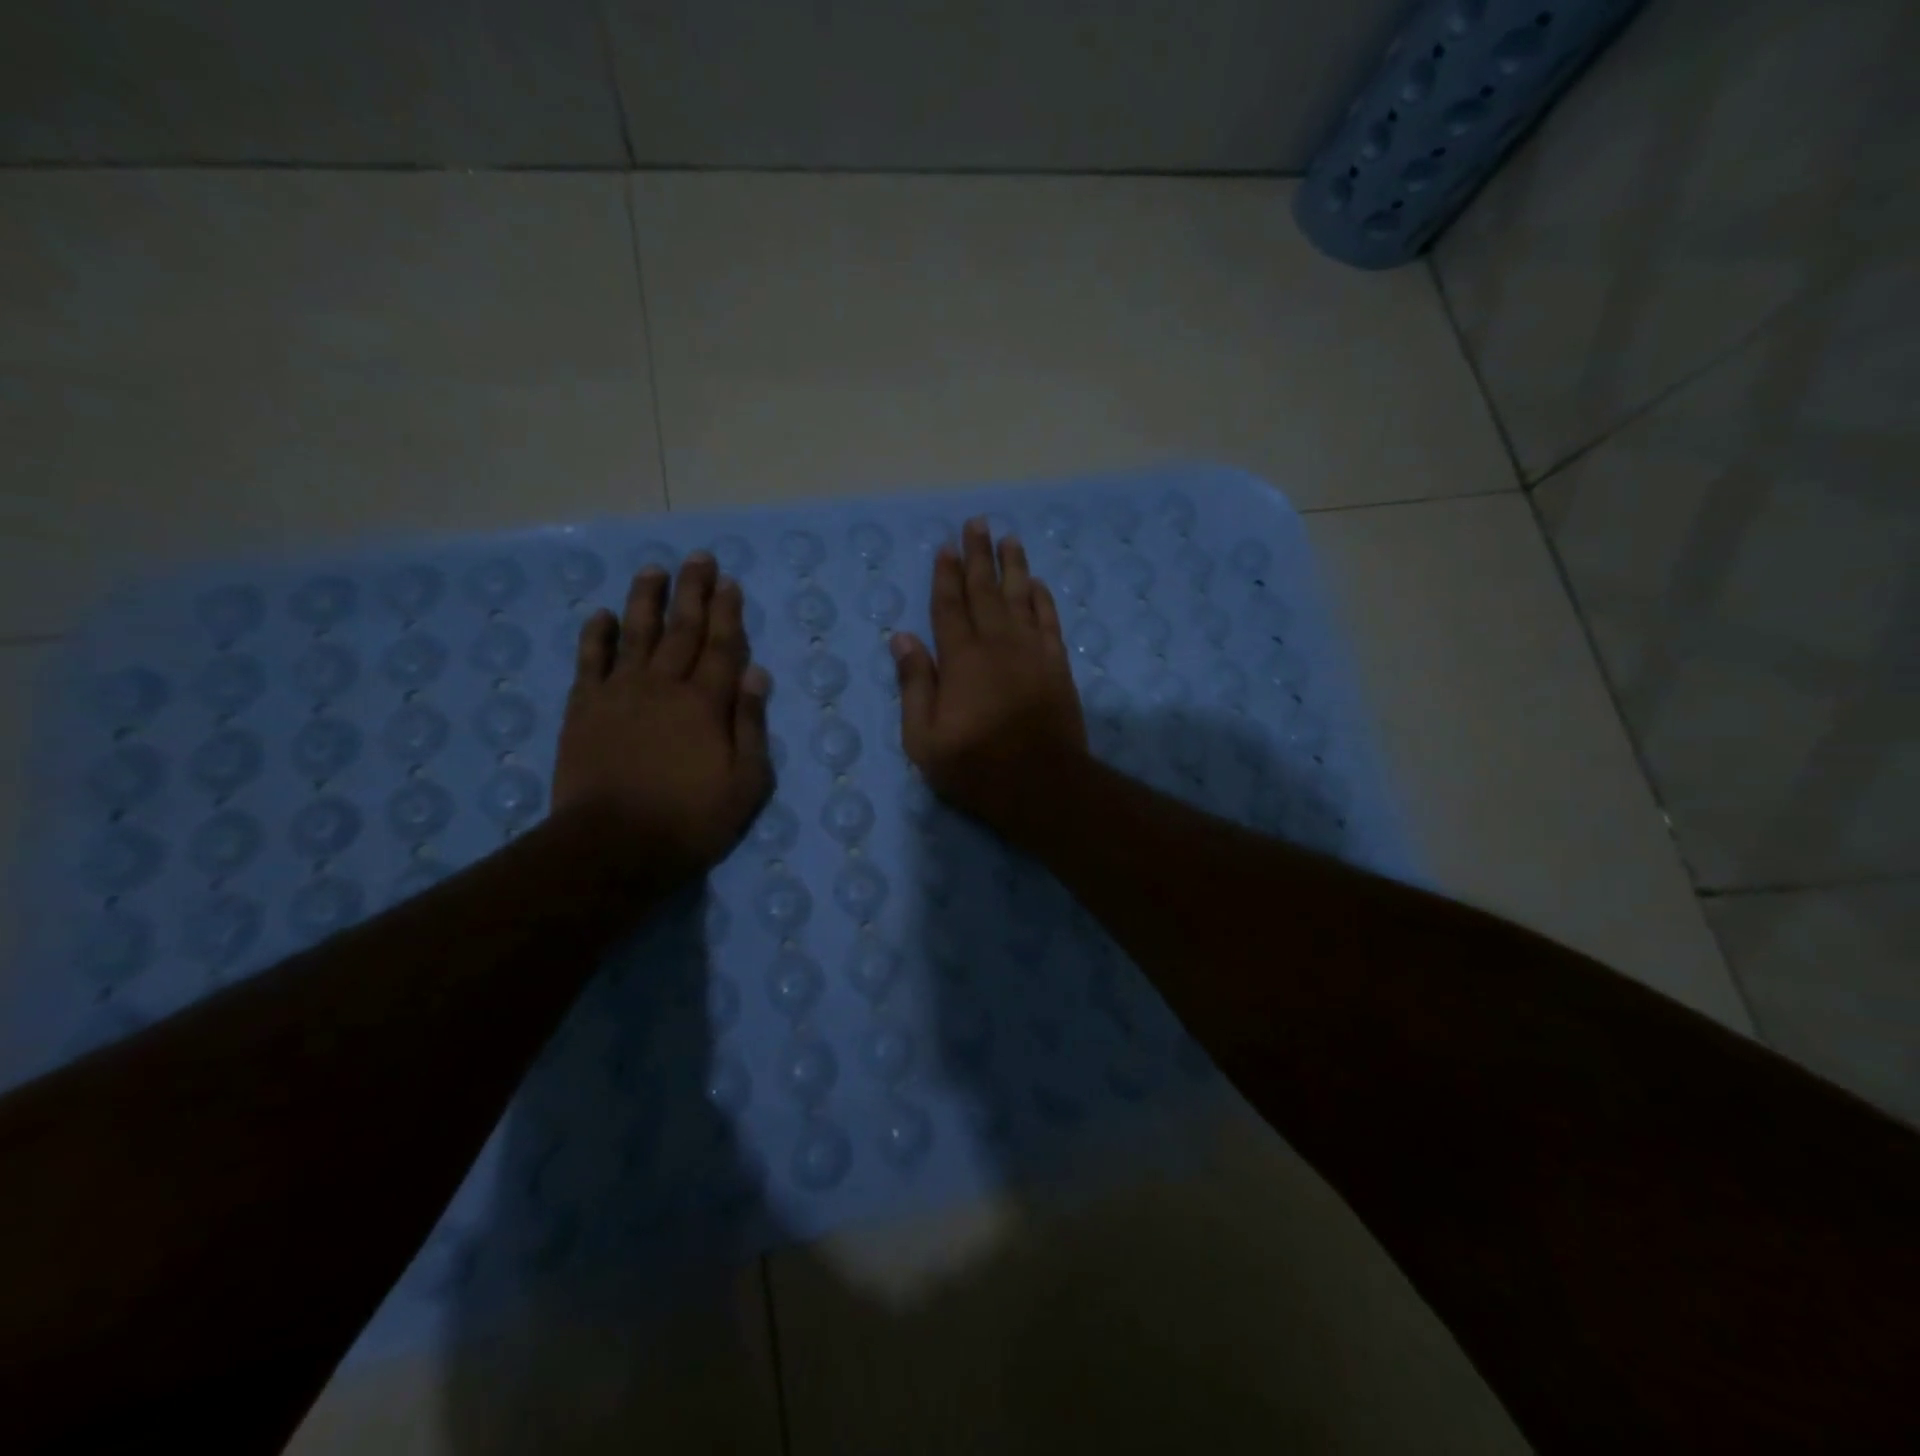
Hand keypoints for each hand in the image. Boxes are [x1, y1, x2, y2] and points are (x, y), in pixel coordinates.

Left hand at [554, 554, 773, 882]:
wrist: (613, 846)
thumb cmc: (690, 820)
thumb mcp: (745, 783)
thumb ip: (751, 725)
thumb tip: (757, 675)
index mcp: (706, 704)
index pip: (722, 647)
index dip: (728, 613)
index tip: (730, 583)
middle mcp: (664, 686)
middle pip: (682, 630)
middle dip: (693, 591)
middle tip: (698, 558)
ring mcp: (620, 694)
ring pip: (635, 634)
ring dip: (646, 600)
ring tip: (653, 570)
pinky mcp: (584, 709)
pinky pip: (590, 662)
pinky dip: (595, 636)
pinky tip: (599, 615)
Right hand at [892, 518, 1088, 845]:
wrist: (1042, 785)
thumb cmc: (975, 766)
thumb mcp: (924, 738)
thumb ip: (914, 684)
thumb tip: (902, 638)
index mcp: (961, 659)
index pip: (949, 606)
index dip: (945, 575)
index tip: (945, 547)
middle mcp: (997, 644)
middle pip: (985, 590)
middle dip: (978, 555)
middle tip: (977, 523)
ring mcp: (1031, 652)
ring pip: (1021, 597)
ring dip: (1013, 566)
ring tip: (1009, 539)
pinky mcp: (1056, 665)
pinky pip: (1049, 621)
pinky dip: (1043, 599)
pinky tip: (1038, 584)